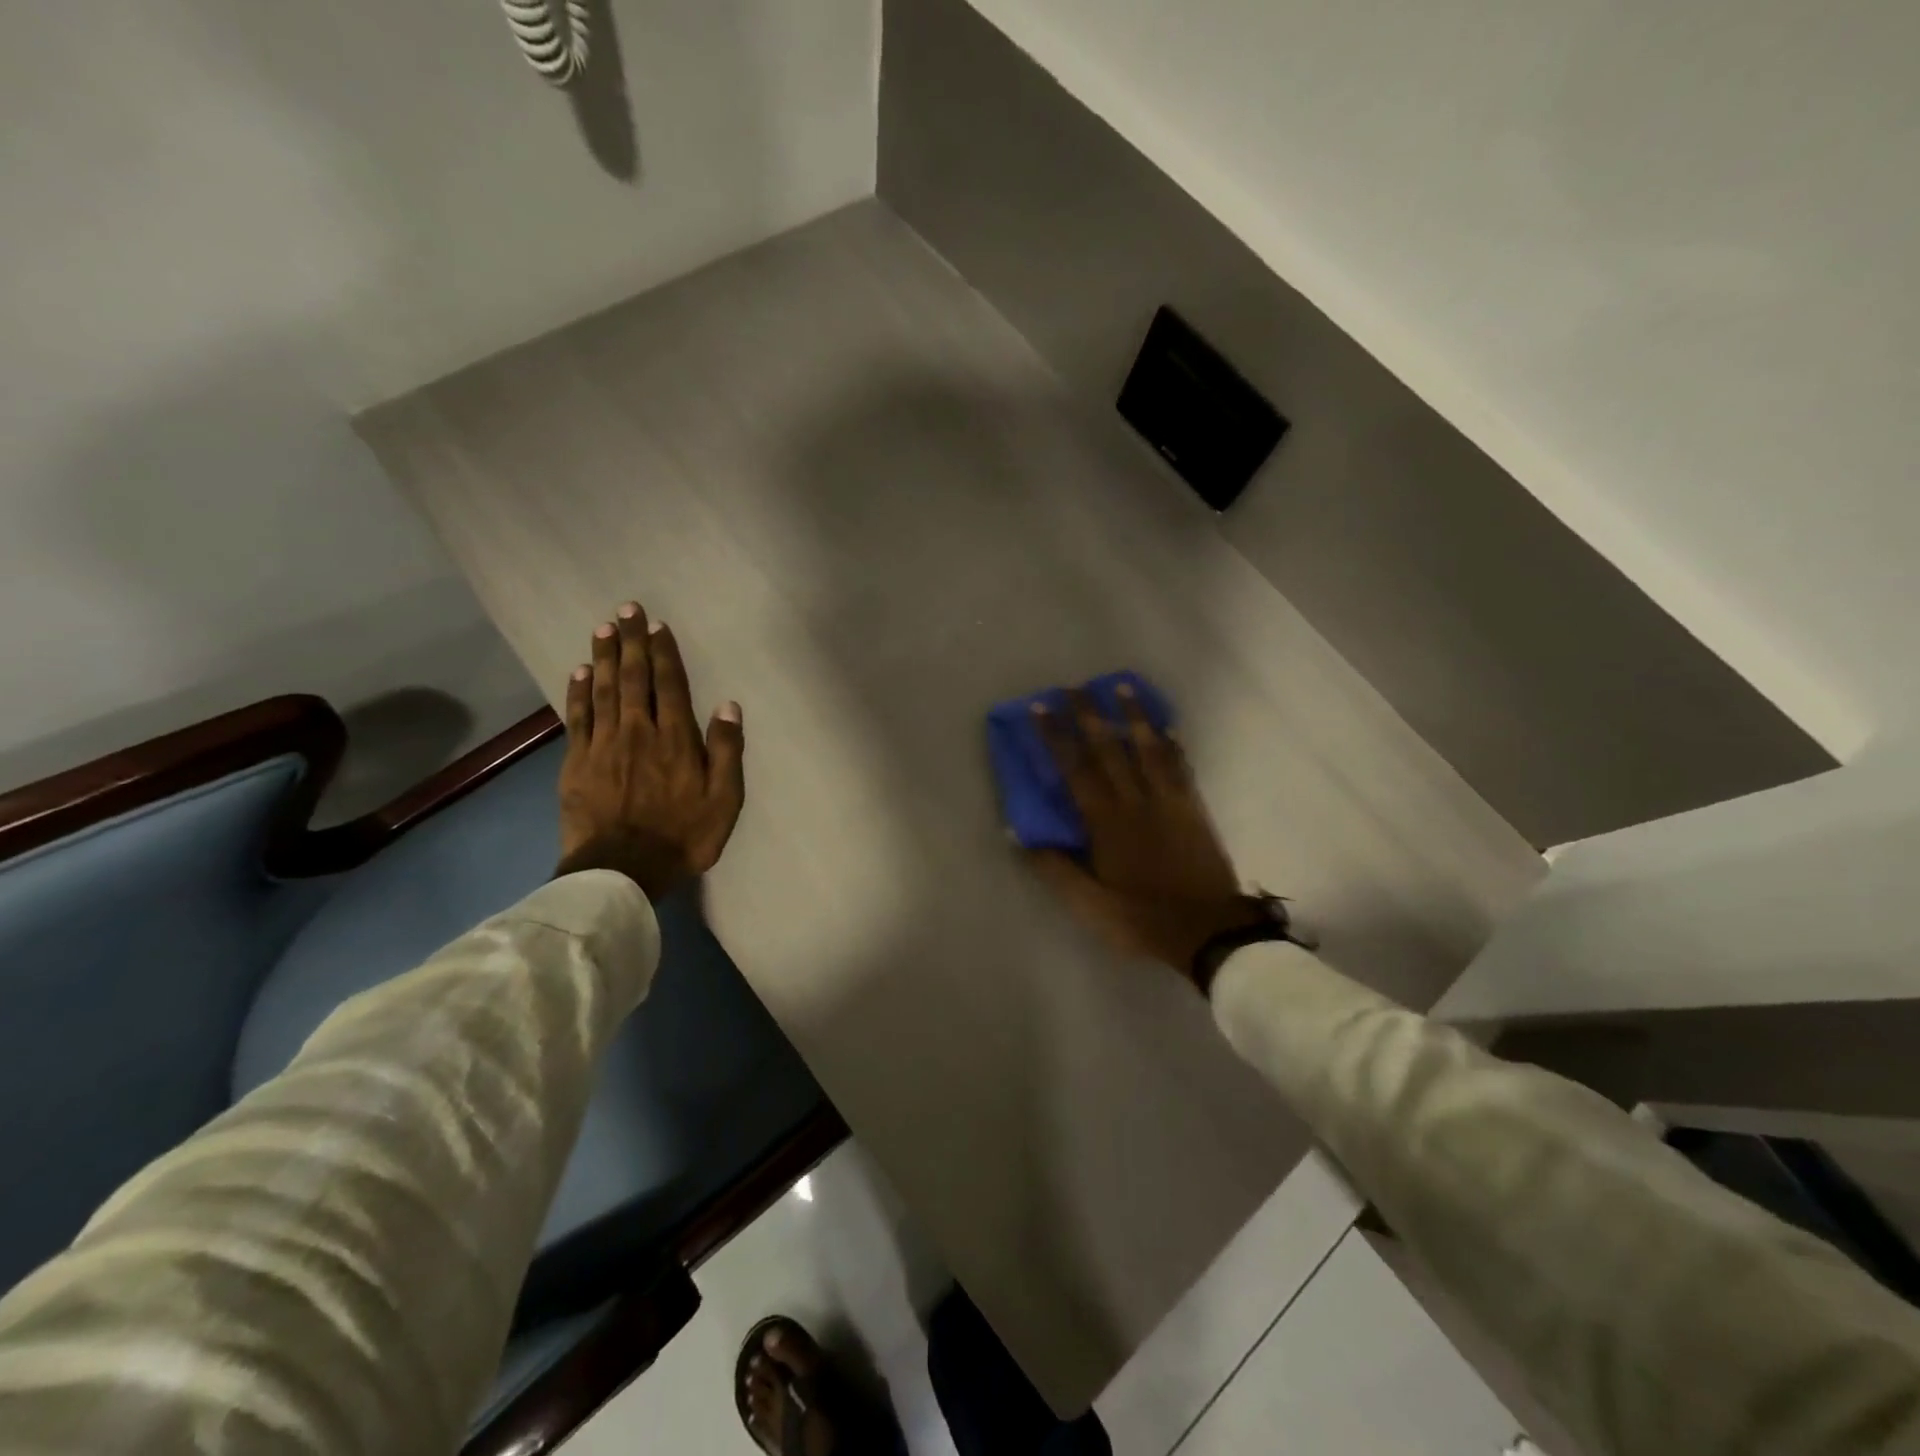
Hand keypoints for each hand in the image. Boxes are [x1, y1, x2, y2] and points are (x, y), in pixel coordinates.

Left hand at [555, 601, 744, 901]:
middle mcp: (638, 731)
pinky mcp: (576, 762)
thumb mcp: (724, 800)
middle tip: (626, 610)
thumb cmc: (683, 837)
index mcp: (675, 739)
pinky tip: (580, 671)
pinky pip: (578, 717)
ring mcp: (603, 745)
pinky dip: (579, 691)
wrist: (621, 870)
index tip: (658, 626)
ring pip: (604, 690)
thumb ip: (726, 751)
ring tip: (603, 627)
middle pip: (634, 678)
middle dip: (632, 642)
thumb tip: (728, 705)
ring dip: (605, 656)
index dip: (665, 653)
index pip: (669, 685)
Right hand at [1029, 685, 1268, 984]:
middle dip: (1089, 714)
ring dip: (1133, 715)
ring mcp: (1168, 802)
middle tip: (1074, 686)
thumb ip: (1055, 868)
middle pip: (1109, 749)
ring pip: (1148, 749)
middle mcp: (1135, 802)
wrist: (1208, 931)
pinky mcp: (1193, 809)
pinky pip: (1180, 768)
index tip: (1042, 707)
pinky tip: (1168, 727)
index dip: (1056, 736)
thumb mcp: (1089, 904)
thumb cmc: (1142, 918)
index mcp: (1105, 822)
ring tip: (1122, 687)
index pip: (1075, 769)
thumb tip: (1019, 835)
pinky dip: (1172, 745)